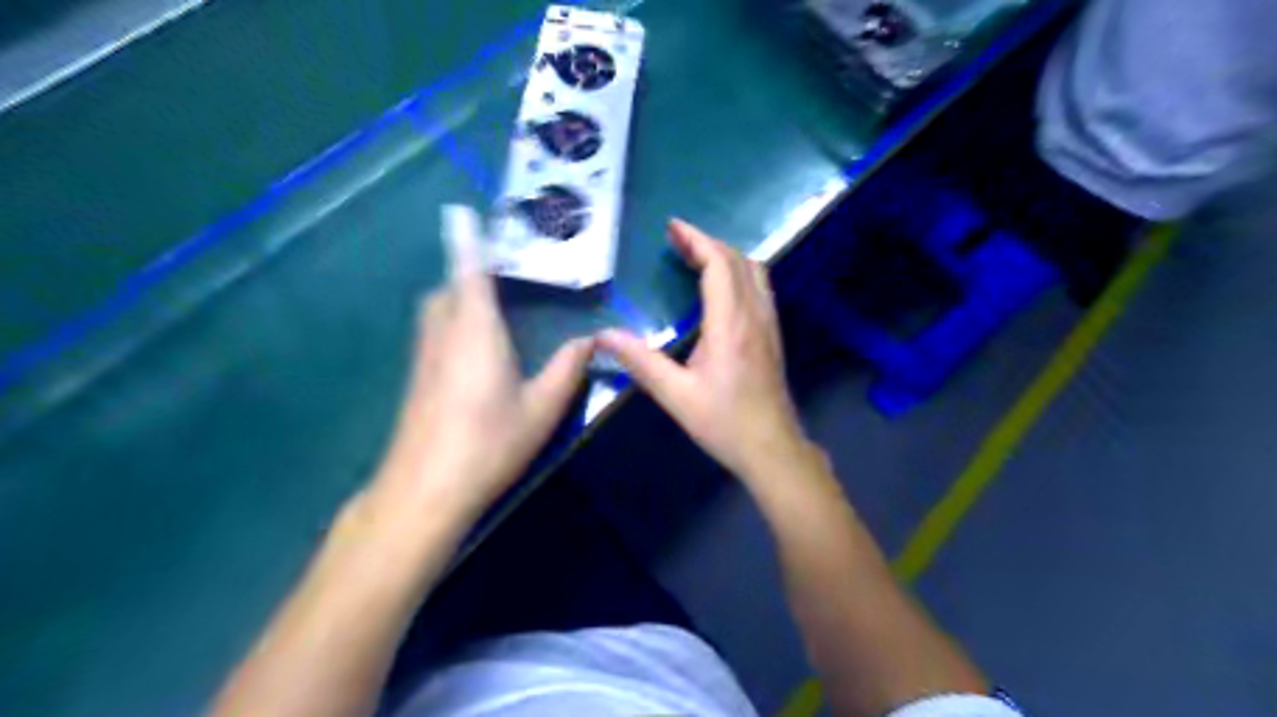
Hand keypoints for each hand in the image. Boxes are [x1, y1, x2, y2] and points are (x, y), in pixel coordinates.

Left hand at [368, 205, 589, 523]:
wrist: (424, 489)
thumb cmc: (488, 443)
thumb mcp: (541, 409)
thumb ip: (567, 369)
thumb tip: (591, 341)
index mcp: (475, 331)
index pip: (468, 272)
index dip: (466, 241)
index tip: (460, 212)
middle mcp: (443, 334)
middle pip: (447, 288)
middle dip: (466, 273)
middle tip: (496, 276)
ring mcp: (423, 357)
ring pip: (436, 311)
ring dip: (456, 298)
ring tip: (488, 308)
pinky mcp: (415, 379)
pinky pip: (433, 333)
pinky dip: (450, 323)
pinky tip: (472, 351)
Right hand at [595, 218, 812, 486]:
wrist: (773, 448)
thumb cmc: (725, 423)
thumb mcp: (677, 396)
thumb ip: (641, 363)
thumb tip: (602, 337)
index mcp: (731, 324)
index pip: (719, 265)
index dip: (696, 240)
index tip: (672, 228)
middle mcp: (755, 315)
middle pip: (738, 261)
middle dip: (707, 242)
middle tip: (677, 240)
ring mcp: (769, 324)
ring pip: (754, 272)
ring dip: (726, 256)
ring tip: (696, 256)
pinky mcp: (772, 335)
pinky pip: (759, 288)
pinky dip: (738, 273)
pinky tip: (721, 287)